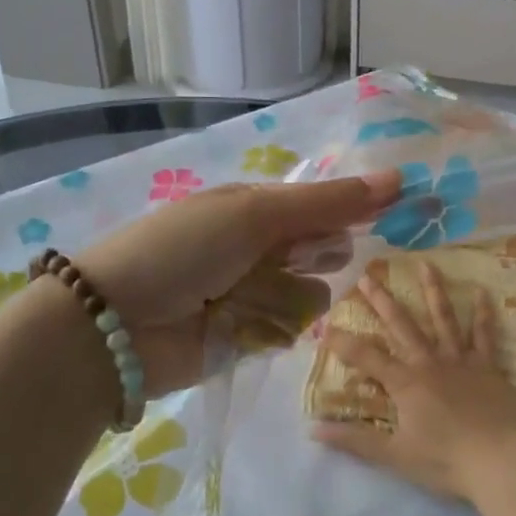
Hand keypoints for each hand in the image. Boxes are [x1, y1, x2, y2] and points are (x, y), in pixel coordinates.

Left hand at [74, 171, 400, 394]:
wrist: (114, 326)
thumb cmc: (184, 250)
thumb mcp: (255, 214)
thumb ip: (328, 202)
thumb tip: (398, 177)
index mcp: (257, 206)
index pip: (325, 203)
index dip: (357, 206)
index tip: (401, 208)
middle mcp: (261, 246)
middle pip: (324, 248)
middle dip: (319, 253)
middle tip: (287, 258)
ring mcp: (255, 293)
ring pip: (314, 293)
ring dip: (290, 295)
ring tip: (248, 297)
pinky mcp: (250, 337)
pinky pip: (291, 329)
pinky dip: (274, 326)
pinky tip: (244, 326)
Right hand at [314, 262, 515, 501]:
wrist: (500, 461)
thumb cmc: (446, 461)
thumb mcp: (395, 456)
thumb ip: (355, 441)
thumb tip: (313, 430)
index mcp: (405, 383)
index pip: (366, 357)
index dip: (344, 343)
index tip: (325, 326)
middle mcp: (429, 362)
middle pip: (402, 325)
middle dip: (382, 301)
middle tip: (367, 276)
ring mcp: (460, 359)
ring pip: (443, 318)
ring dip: (432, 290)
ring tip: (425, 264)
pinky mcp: (488, 365)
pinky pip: (484, 334)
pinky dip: (483, 313)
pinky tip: (482, 291)